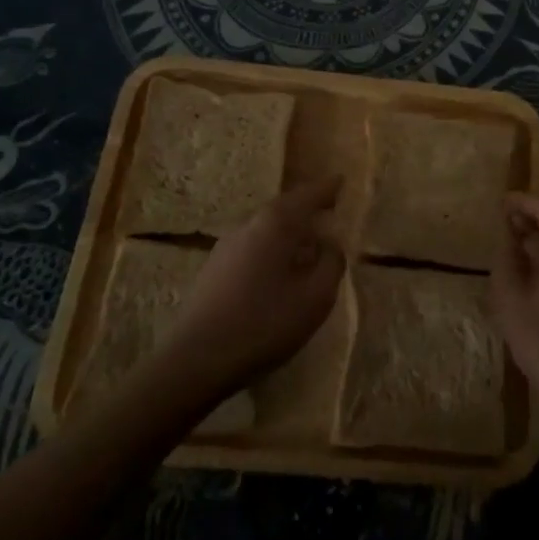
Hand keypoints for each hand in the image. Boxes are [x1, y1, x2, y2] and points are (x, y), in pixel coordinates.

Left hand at [157, 177, 345, 401]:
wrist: (197, 359)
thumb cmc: (264, 323)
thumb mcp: (315, 298)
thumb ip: (331, 264)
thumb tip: (331, 244)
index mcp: (276, 223)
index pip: (308, 195)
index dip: (328, 188)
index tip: (341, 180)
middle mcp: (250, 224)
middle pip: (285, 207)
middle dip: (307, 207)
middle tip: (329, 209)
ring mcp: (227, 245)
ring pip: (267, 228)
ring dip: (290, 230)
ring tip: (308, 243)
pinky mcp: (215, 268)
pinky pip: (254, 246)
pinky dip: (273, 248)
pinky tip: (280, 270)